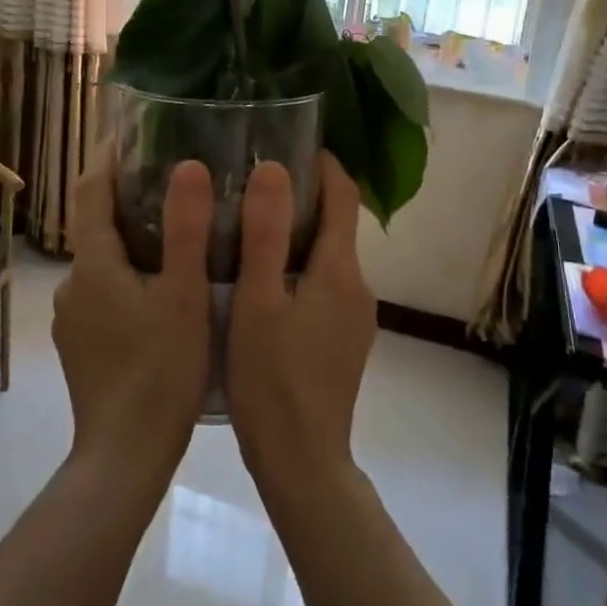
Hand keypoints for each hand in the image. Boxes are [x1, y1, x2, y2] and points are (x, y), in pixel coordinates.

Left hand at [53, 154, 212, 483]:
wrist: (124, 456)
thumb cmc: (161, 371)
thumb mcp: (184, 295)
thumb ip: (187, 229)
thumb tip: (189, 166)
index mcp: (95, 264)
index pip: (91, 190)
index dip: (109, 157)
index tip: (135, 133)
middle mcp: (74, 284)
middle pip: (98, 225)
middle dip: (130, 199)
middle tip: (178, 184)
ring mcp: (74, 319)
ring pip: (103, 262)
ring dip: (133, 242)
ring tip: (179, 235)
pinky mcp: (82, 346)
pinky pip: (105, 293)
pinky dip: (129, 277)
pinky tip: (163, 292)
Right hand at [227, 154, 374, 502]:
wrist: (302, 461)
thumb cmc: (272, 379)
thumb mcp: (257, 302)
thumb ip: (264, 234)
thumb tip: (274, 168)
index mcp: (339, 271)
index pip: (343, 197)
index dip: (322, 165)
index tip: (289, 143)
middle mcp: (358, 287)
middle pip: (335, 225)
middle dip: (302, 198)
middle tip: (252, 184)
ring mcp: (355, 318)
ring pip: (328, 258)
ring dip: (297, 236)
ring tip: (249, 229)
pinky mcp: (344, 341)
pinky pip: (324, 287)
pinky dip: (299, 269)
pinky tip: (262, 283)